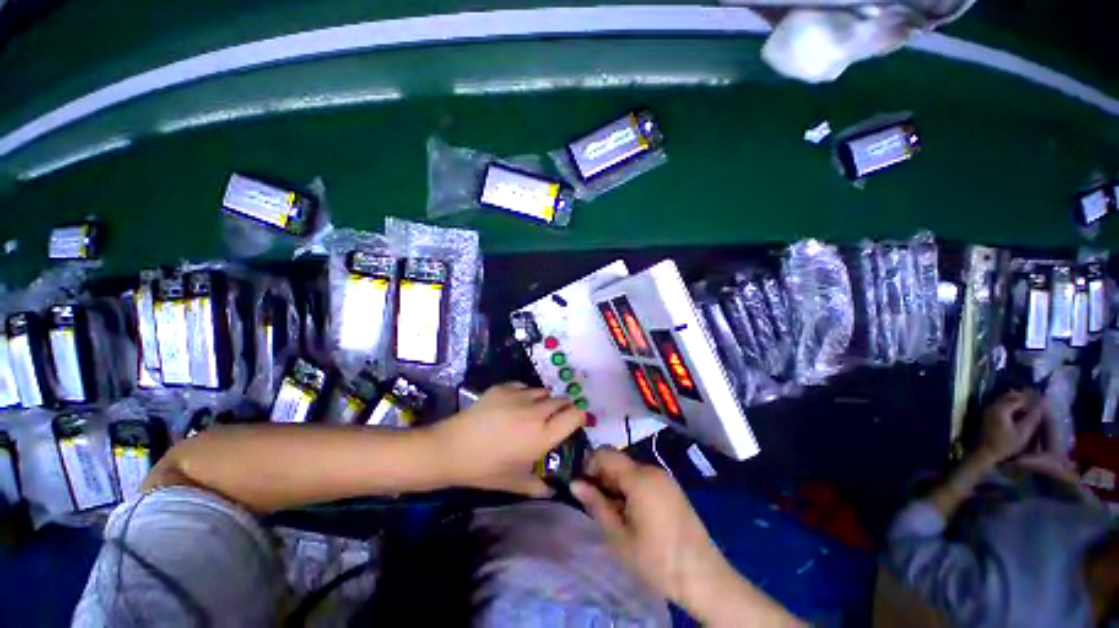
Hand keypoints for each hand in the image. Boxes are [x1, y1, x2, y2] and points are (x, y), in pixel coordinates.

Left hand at [431, 382, 584, 497]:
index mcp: (542, 436)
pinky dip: (525, 393)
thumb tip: (552, 490)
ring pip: (543, 391)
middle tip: (553, 418)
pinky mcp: (504, 387)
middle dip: (563, 407)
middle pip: (561, 400)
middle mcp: (536, 412)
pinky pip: (524, 386)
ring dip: (544, 400)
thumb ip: (537, 486)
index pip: (575, 416)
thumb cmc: (485, 469)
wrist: (451, 448)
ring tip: (533, 411)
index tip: (576, 420)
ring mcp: (519, 396)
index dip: (579, 416)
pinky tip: (513, 404)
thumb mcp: (514, 482)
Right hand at [570, 448, 727, 606]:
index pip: (605, 453)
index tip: (583, 486)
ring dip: (616, 483)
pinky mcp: (672, 488)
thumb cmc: (656, 560)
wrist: (704, 577)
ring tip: (613, 513)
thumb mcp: (619, 536)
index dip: (589, 464)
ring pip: (630, 470)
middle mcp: (652, 469)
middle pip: (618, 460)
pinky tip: (631, 513)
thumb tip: (575, 483)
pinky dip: (631, 488)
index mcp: (639, 477)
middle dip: (602, 477)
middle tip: (596, 504)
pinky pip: (644, 478)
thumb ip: (596, 504)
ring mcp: (664, 478)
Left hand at [978, 390, 1044, 461]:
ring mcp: (990, 409)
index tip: (1042, 403)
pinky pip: (1003, 405)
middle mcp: (993, 405)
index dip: (1032, 399)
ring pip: (1007, 399)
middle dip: (1025, 399)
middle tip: (1037, 405)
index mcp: (1001, 408)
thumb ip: (1033, 417)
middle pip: (1012, 396)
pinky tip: (1021, 414)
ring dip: (1019, 402)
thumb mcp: (1024, 432)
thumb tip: (1044, 404)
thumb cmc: (1006, 444)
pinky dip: (1012, 406)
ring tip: (1031, 410)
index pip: (1019, 398)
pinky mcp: (989, 414)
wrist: (987, 452)